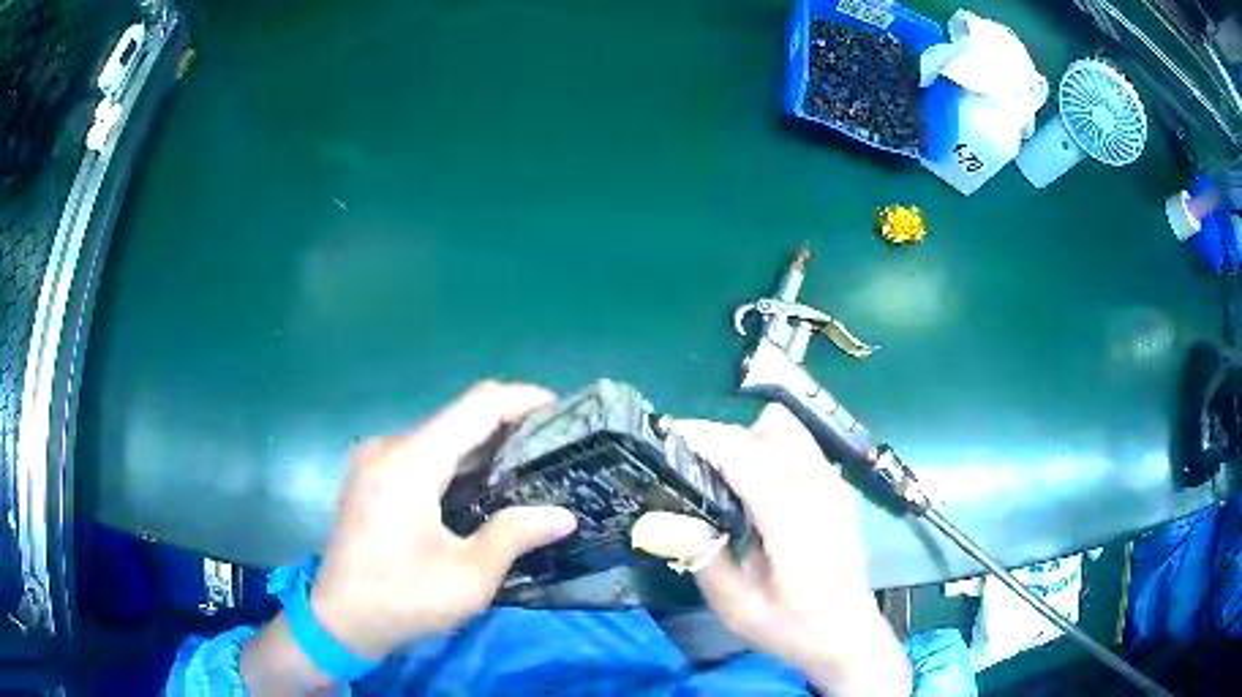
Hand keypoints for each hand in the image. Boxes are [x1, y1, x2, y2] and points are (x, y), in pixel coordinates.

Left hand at [243, 382, 576, 691]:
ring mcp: (373, 459)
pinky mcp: (369, 475)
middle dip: (506, 429)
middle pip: (457, 419)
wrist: (338, 621)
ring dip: (480, 449)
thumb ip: (514, 536)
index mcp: (410, 464)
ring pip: (439, 437)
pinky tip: (479, 487)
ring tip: (525, 468)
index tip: (560, 410)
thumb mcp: (468, 578)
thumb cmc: (402, 601)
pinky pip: (421, 454)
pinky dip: (455, 464)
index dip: (521, 399)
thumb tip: (564, 516)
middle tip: (551, 450)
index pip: (476, 407)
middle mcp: (388, 447)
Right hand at [676, 406, 911, 695]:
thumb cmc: (792, 626)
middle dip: (722, 439)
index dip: (705, 438)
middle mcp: (818, 488)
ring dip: (748, 438)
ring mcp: (833, 482)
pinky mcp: (837, 486)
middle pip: (764, 431)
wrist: (848, 633)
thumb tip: (661, 517)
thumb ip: (703, 557)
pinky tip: (755, 484)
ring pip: (786, 428)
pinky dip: (769, 446)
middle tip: (689, 467)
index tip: (667, 438)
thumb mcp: (738, 607)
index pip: (745, 454)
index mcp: (794, 519)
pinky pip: (799, 443)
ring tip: (723, 474)